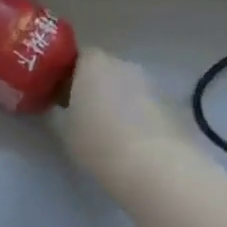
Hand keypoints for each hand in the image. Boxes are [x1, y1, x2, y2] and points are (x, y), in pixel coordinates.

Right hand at [52, 47, 196, 197]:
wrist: (157, 170)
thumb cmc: (98, 142)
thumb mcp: (62, 129)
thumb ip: (55, 111)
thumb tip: (53, 107)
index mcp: (93, 62)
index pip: (76, 56)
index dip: (67, 74)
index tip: (58, 95)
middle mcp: (124, 64)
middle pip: (104, 70)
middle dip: (94, 87)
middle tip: (81, 113)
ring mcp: (152, 84)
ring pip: (127, 88)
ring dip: (118, 102)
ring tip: (108, 131)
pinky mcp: (173, 107)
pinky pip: (147, 106)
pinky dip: (138, 117)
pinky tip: (133, 142)